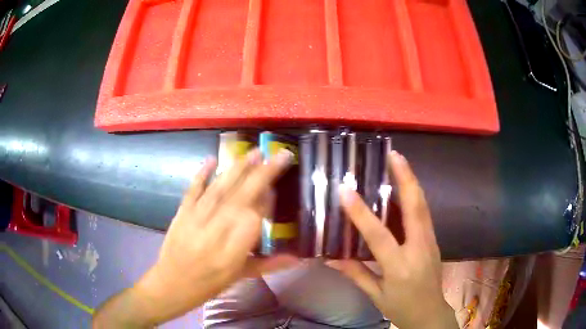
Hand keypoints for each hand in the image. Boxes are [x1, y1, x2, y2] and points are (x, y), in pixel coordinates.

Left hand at [131, 149, 298, 323]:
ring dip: (238, 169)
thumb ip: (270, 264)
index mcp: (234, 250)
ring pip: (220, 188)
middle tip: (278, 155)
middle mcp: (216, 230)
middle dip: (262, 174)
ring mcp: (197, 217)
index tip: (276, 189)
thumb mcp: (241, 276)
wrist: (172, 283)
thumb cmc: (210, 283)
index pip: (254, 217)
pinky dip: (202, 173)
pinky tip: (212, 159)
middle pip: (242, 197)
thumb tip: (298, 257)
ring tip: (255, 153)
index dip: (267, 200)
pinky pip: (193, 189)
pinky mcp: (182, 211)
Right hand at [328, 151, 456, 328]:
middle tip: (394, 155)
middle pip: (415, 207)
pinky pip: (424, 212)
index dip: (361, 213)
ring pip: (423, 205)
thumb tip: (331, 259)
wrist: (431, 313)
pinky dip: (416, 195)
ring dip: (412, 181)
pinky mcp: (434, 240)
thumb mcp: (376, 295)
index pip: (379, 236)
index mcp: (400, 266)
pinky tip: (407, 185)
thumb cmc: (401, 307)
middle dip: (405, 178)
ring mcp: (430, 241)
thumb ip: (356, 274)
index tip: (345, 190)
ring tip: (400, 161)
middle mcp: (419, 248)